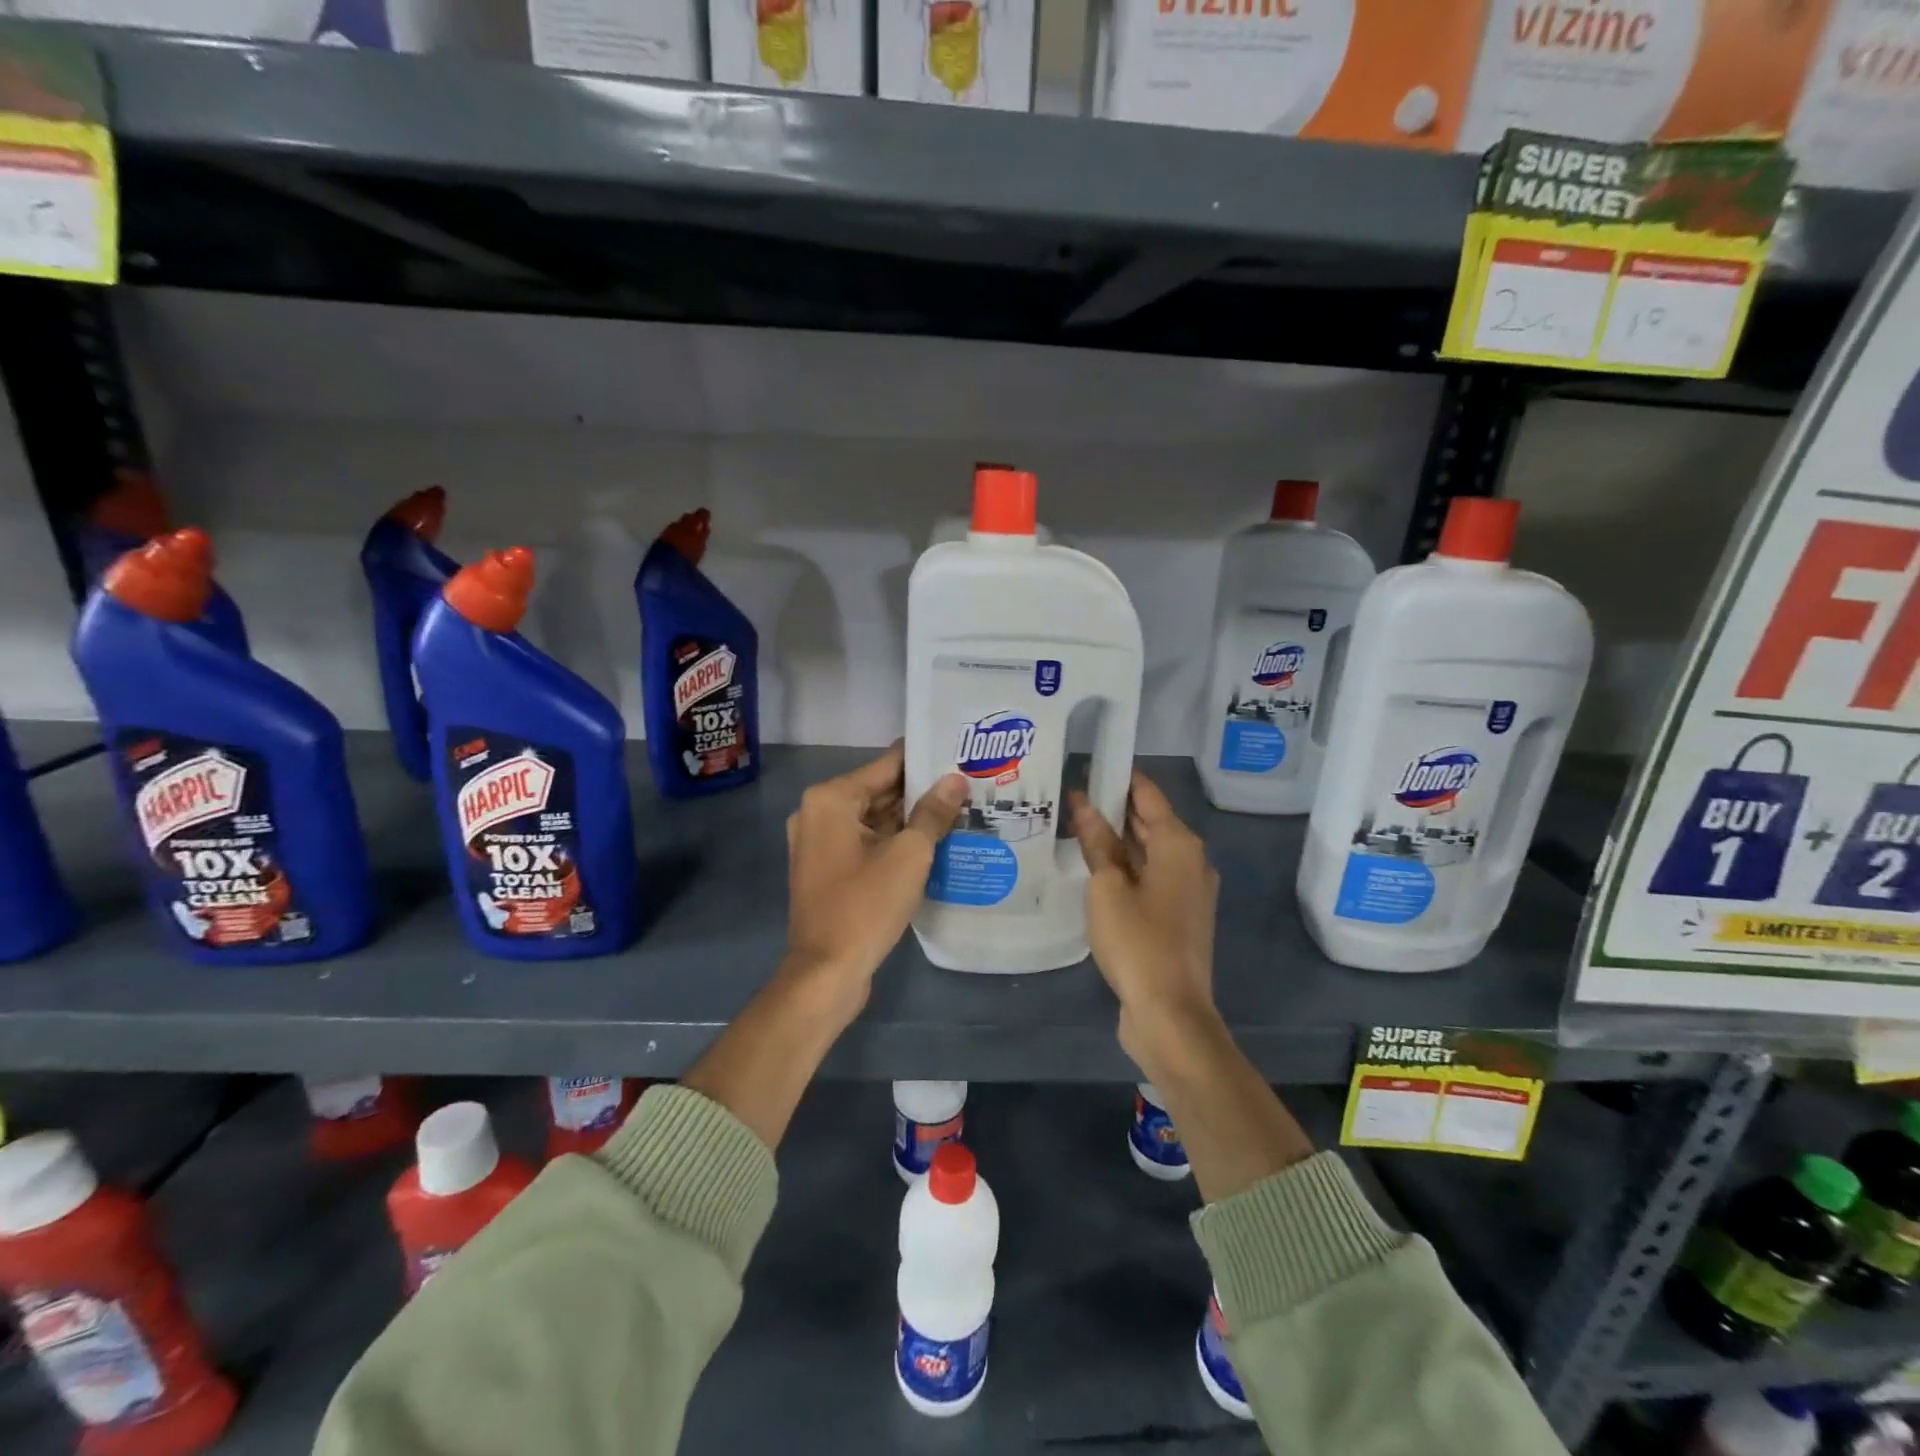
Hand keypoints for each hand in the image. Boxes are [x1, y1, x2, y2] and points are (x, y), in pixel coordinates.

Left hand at [784, 744, 967, 1018]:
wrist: (827, 972)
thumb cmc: (866, 905)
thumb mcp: (909, 854)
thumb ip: (932, 812)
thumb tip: (955, 780)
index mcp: (831, 799)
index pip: (885, 765)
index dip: (923, 759)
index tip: (957, 752)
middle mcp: (817, 813)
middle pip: (877, 791)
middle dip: (919, 791)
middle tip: (966, 784)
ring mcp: (818, 843)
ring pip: (873, 819)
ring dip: (909, 818)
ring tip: (958, 809)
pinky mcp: (826, 869)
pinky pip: (865, 843)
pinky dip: (893, 841)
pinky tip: (931, 842)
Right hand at [1071, 772, 1220, 1066]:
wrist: (1170, 1013)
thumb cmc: (1138, 942)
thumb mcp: (1108, 887)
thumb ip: (1098, 843)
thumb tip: (1085, 805)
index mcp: (1179, 845)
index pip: (1147, 794)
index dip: (1117, 777)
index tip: (1087, 764)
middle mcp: (1191, 861)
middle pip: (1149, 821)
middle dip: (1112, 808)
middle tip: (1070, 795)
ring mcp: (1187, 891)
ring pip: (1148, 851)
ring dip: (1117, 840)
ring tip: (1074, 826)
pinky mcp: (1178, 916)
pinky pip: (1149, 877)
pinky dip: (1125, 867)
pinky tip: (1094, 869)